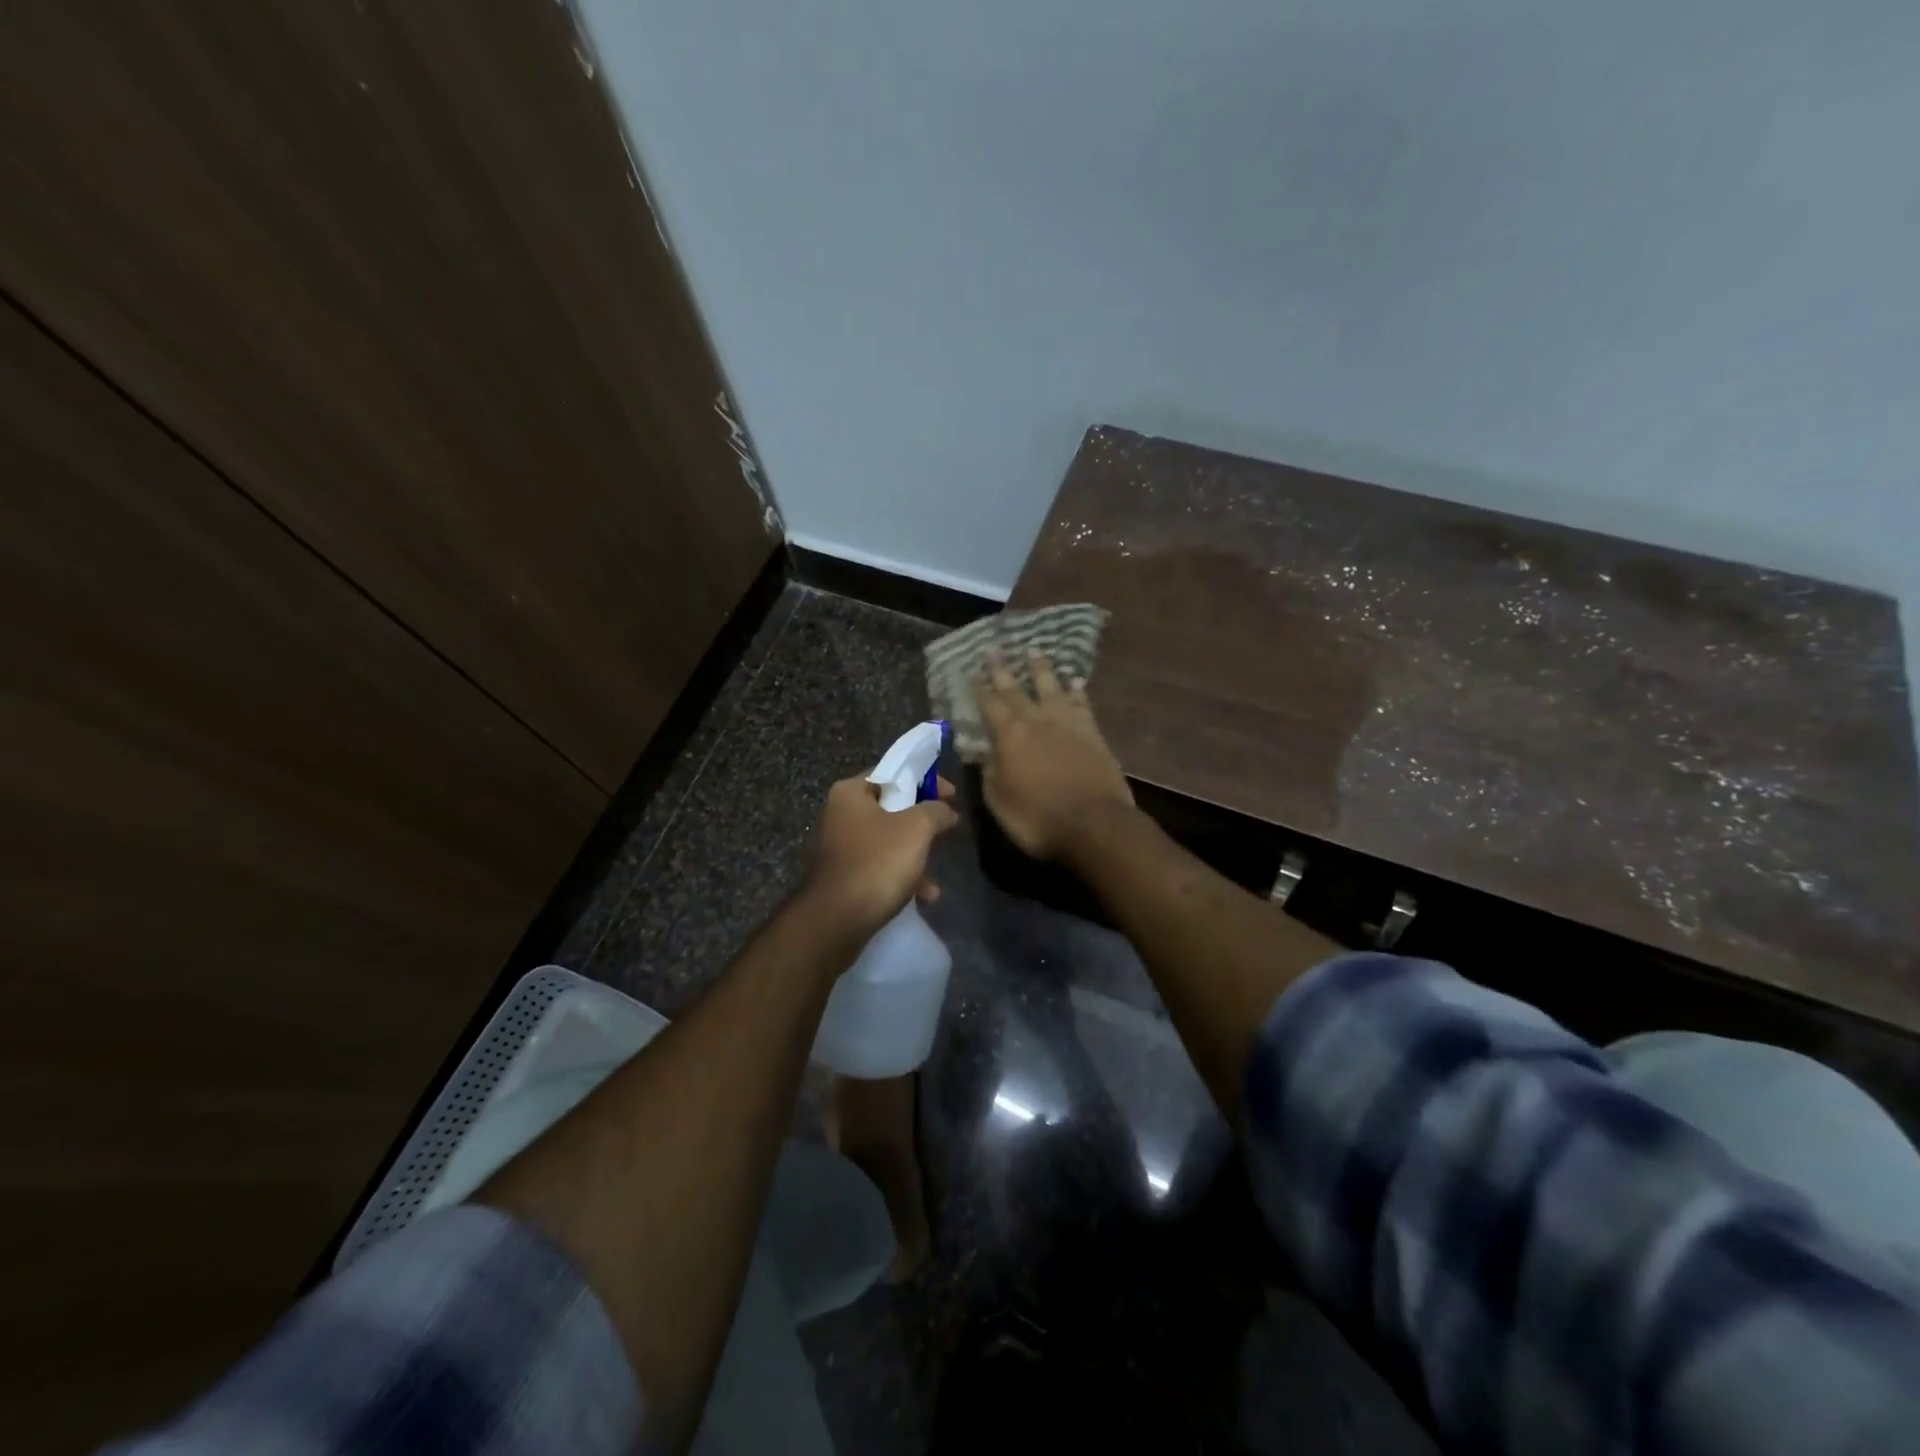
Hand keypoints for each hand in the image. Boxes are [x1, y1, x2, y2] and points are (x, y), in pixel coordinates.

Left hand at [805, 773, 959, 937]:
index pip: (893, 772)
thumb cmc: (877, 863)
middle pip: (892, 808)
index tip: (951, 796)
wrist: (835, 920)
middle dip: (923, 824)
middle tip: (946, 831)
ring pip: (888, 842)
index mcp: (851, 792)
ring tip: (934, 879)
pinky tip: (923, 897)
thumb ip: (936, 811)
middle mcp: (840, 814)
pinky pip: (880, 868)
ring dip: (916, 857)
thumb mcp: (917, 829)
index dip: (926, 780)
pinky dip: (902, 877)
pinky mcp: (844, 877)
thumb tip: (946, 811)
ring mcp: (840, 847)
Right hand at [977, 651, 1132, 860]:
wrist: (1096, 824)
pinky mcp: (1094, 733)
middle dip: (1003, 669)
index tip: (970, 671)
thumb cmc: (1038, 818)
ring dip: (1041, 668)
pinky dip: (1076, 689)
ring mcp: (1069, 723)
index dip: (978, 688)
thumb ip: (990, 772)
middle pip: (1017, 689)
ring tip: (1034, 650)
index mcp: (1010, 735)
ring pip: (1052, 687)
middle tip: (995, 648)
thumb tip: (986, 753)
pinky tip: (1074, 681)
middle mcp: (1038, 720)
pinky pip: (1082, 702)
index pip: (989, 704)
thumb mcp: (999, 801)